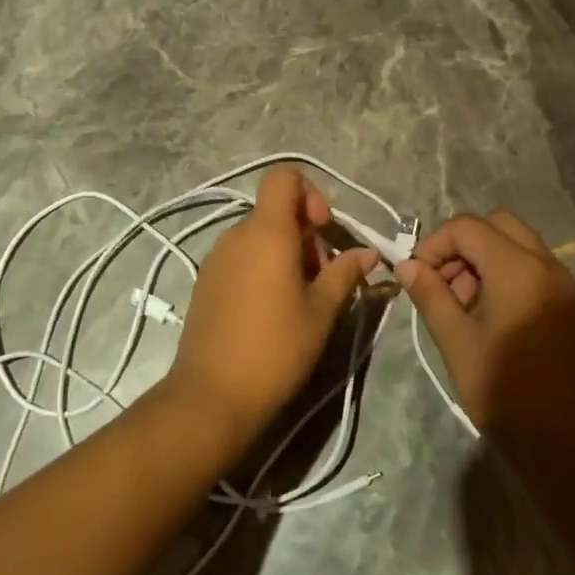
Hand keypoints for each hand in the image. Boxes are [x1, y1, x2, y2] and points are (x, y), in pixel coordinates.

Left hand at [160, 168, 377, 459]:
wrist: (211, 397)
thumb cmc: (275, 349)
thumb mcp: (321, 311)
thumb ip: (345, 273)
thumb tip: (367, 253)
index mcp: (266, 232)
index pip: (284, 177)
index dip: (310, 194)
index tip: (324, 232)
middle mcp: (237, 234)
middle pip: (277, 211)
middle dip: (307, 235)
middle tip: (323, 279)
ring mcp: (217, 258)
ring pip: (261, 236)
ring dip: (288, 254)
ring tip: (302, 299)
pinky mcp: (207, 281)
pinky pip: (243, 256)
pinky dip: (264, 268)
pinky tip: (274, 310)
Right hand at [396, 211, 574, 449]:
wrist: (569, 444)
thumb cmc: (507, 393)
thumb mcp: (457, 343)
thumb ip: (431, 295)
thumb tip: (407, 265)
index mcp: (517, 269)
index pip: (467, 227)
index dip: (435, 244)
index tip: (417, 277)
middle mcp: (545, 263)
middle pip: (495, 224)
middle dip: (461, 245)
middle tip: (442, 284)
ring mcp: (561, 281)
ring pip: (515, 242)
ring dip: (482, 258)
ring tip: (461, 304)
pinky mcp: (567, 301)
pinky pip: (530, 265)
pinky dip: (504, 272)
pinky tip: (487, 314)